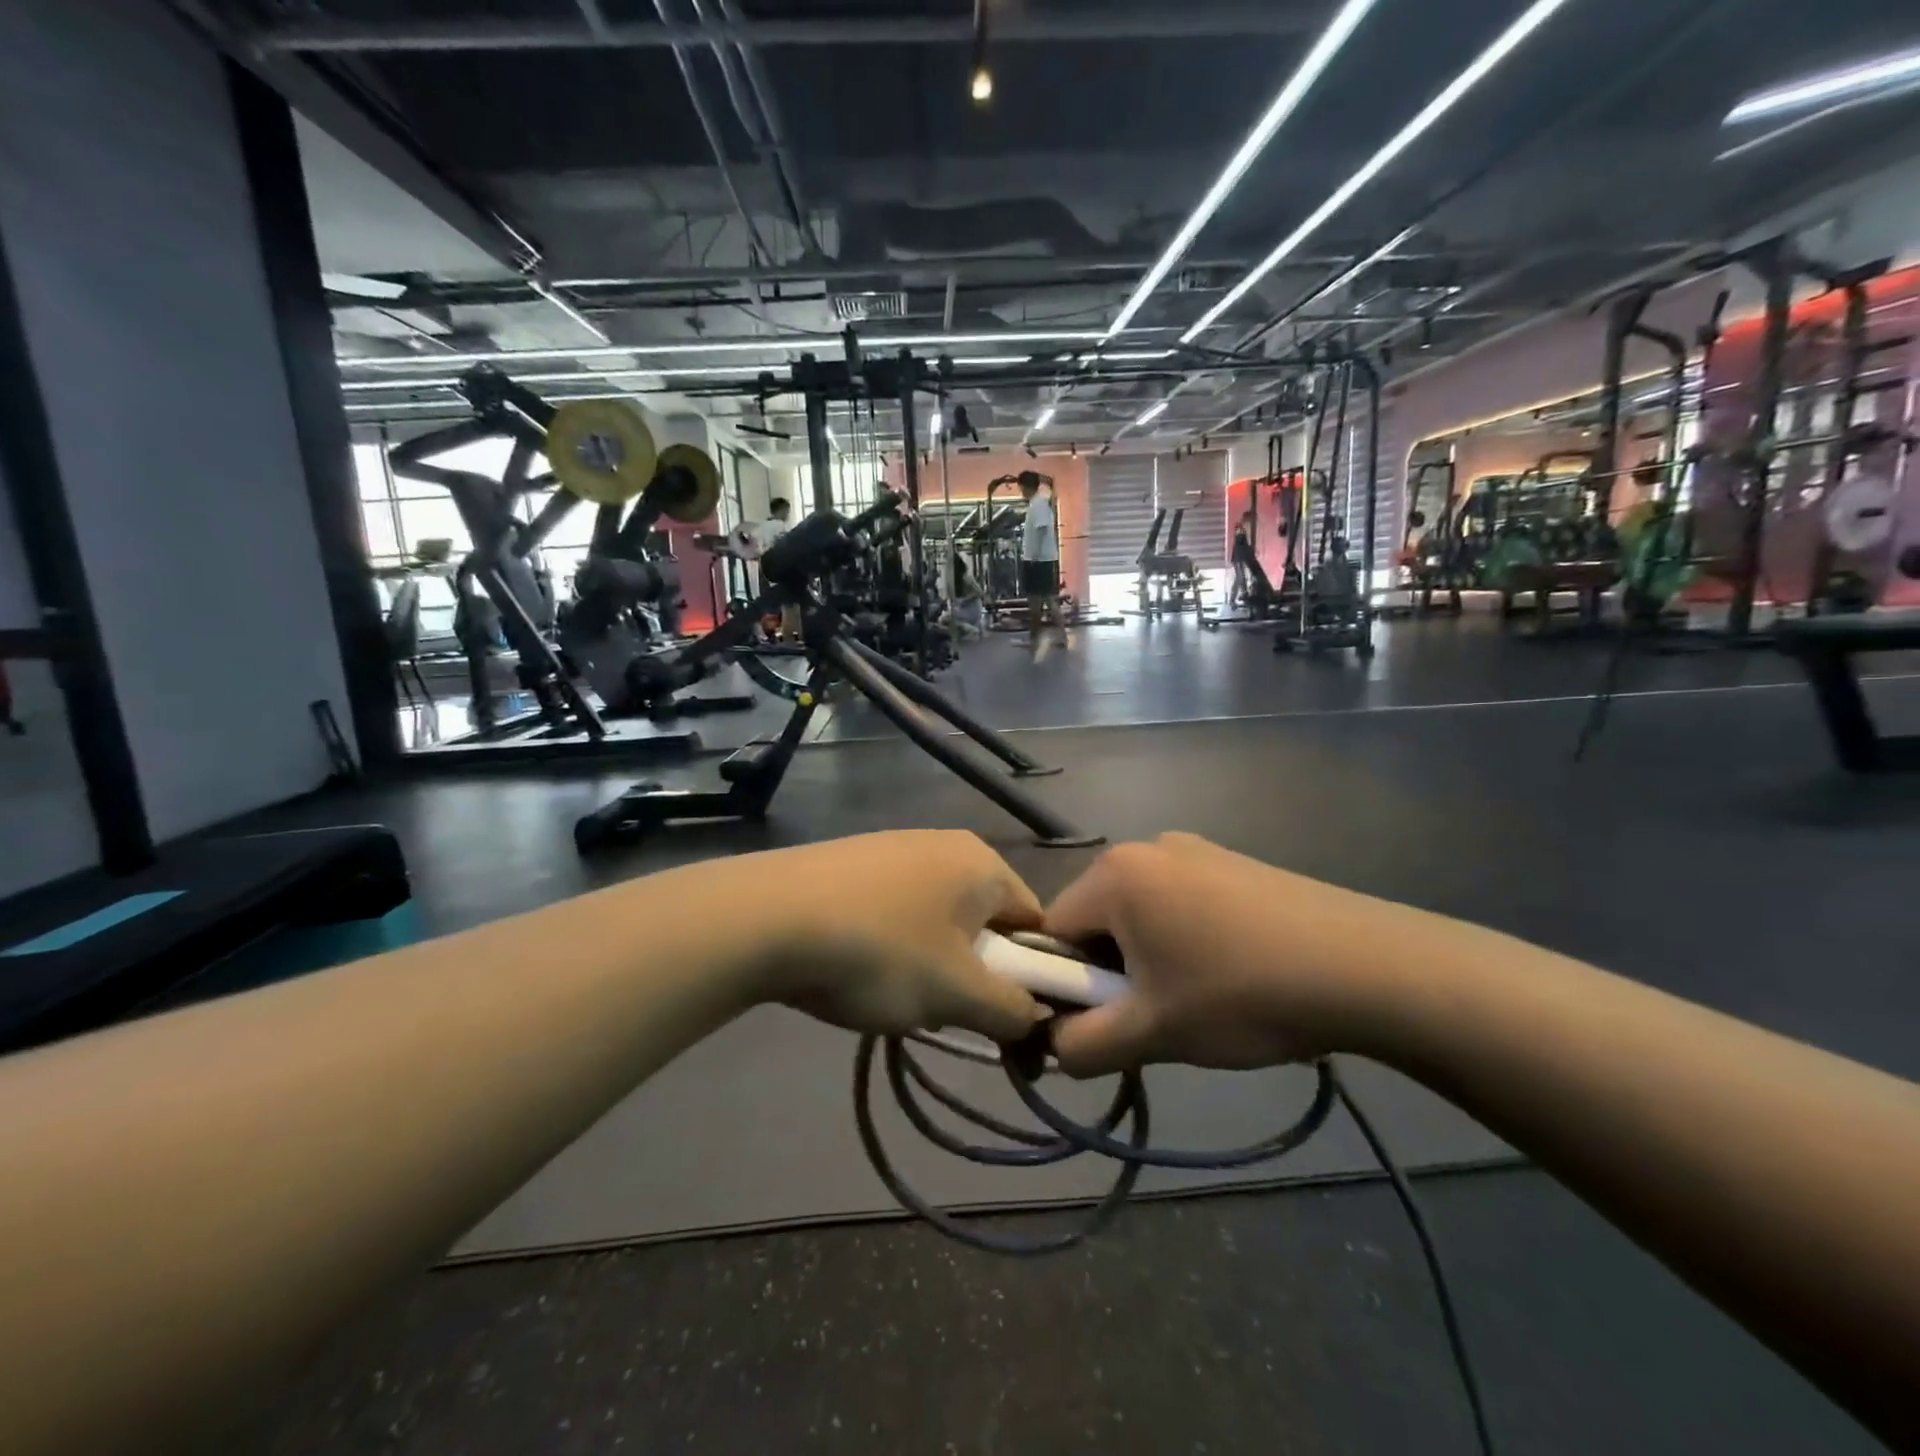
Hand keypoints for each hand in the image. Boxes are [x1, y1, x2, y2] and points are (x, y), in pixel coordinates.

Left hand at [721, 831, 1047, 1042]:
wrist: (765, 918)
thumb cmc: (879, 952)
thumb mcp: (956, 994)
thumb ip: (1011, 1010)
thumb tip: (1035, 1018)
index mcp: (982, 863)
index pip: (1035, 922)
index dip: (1031, 976)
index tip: (1004, 1016)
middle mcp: (945, 844)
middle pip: (984, 921)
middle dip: (974, 973)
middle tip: (944, 1011)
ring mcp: (894, 847)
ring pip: (938, 920)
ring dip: (931, 964)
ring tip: (892, 996)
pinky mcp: (853, 861)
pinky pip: (896, 910)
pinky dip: (891, 944)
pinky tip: (857, 969)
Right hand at [1043, 834, 1447, 1075]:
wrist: (1366, 967)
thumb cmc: (1241, 994)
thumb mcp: (1152, 1033)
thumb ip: (1081, 1046)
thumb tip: (1050, 1045)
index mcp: (1113, 874)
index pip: (1051, 931)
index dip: (1061, 984)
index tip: (1097, 1023)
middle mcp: (1145, 848)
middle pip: (1095, 919)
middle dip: (1107, 972)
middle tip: (1150, 1018)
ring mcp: (1193, 850)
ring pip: (1139, 914)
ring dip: (1146, 959)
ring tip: (1195, 1000)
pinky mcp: (1230, 862)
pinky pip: (1178, 902)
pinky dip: (1181, 939)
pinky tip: (1228, 973)